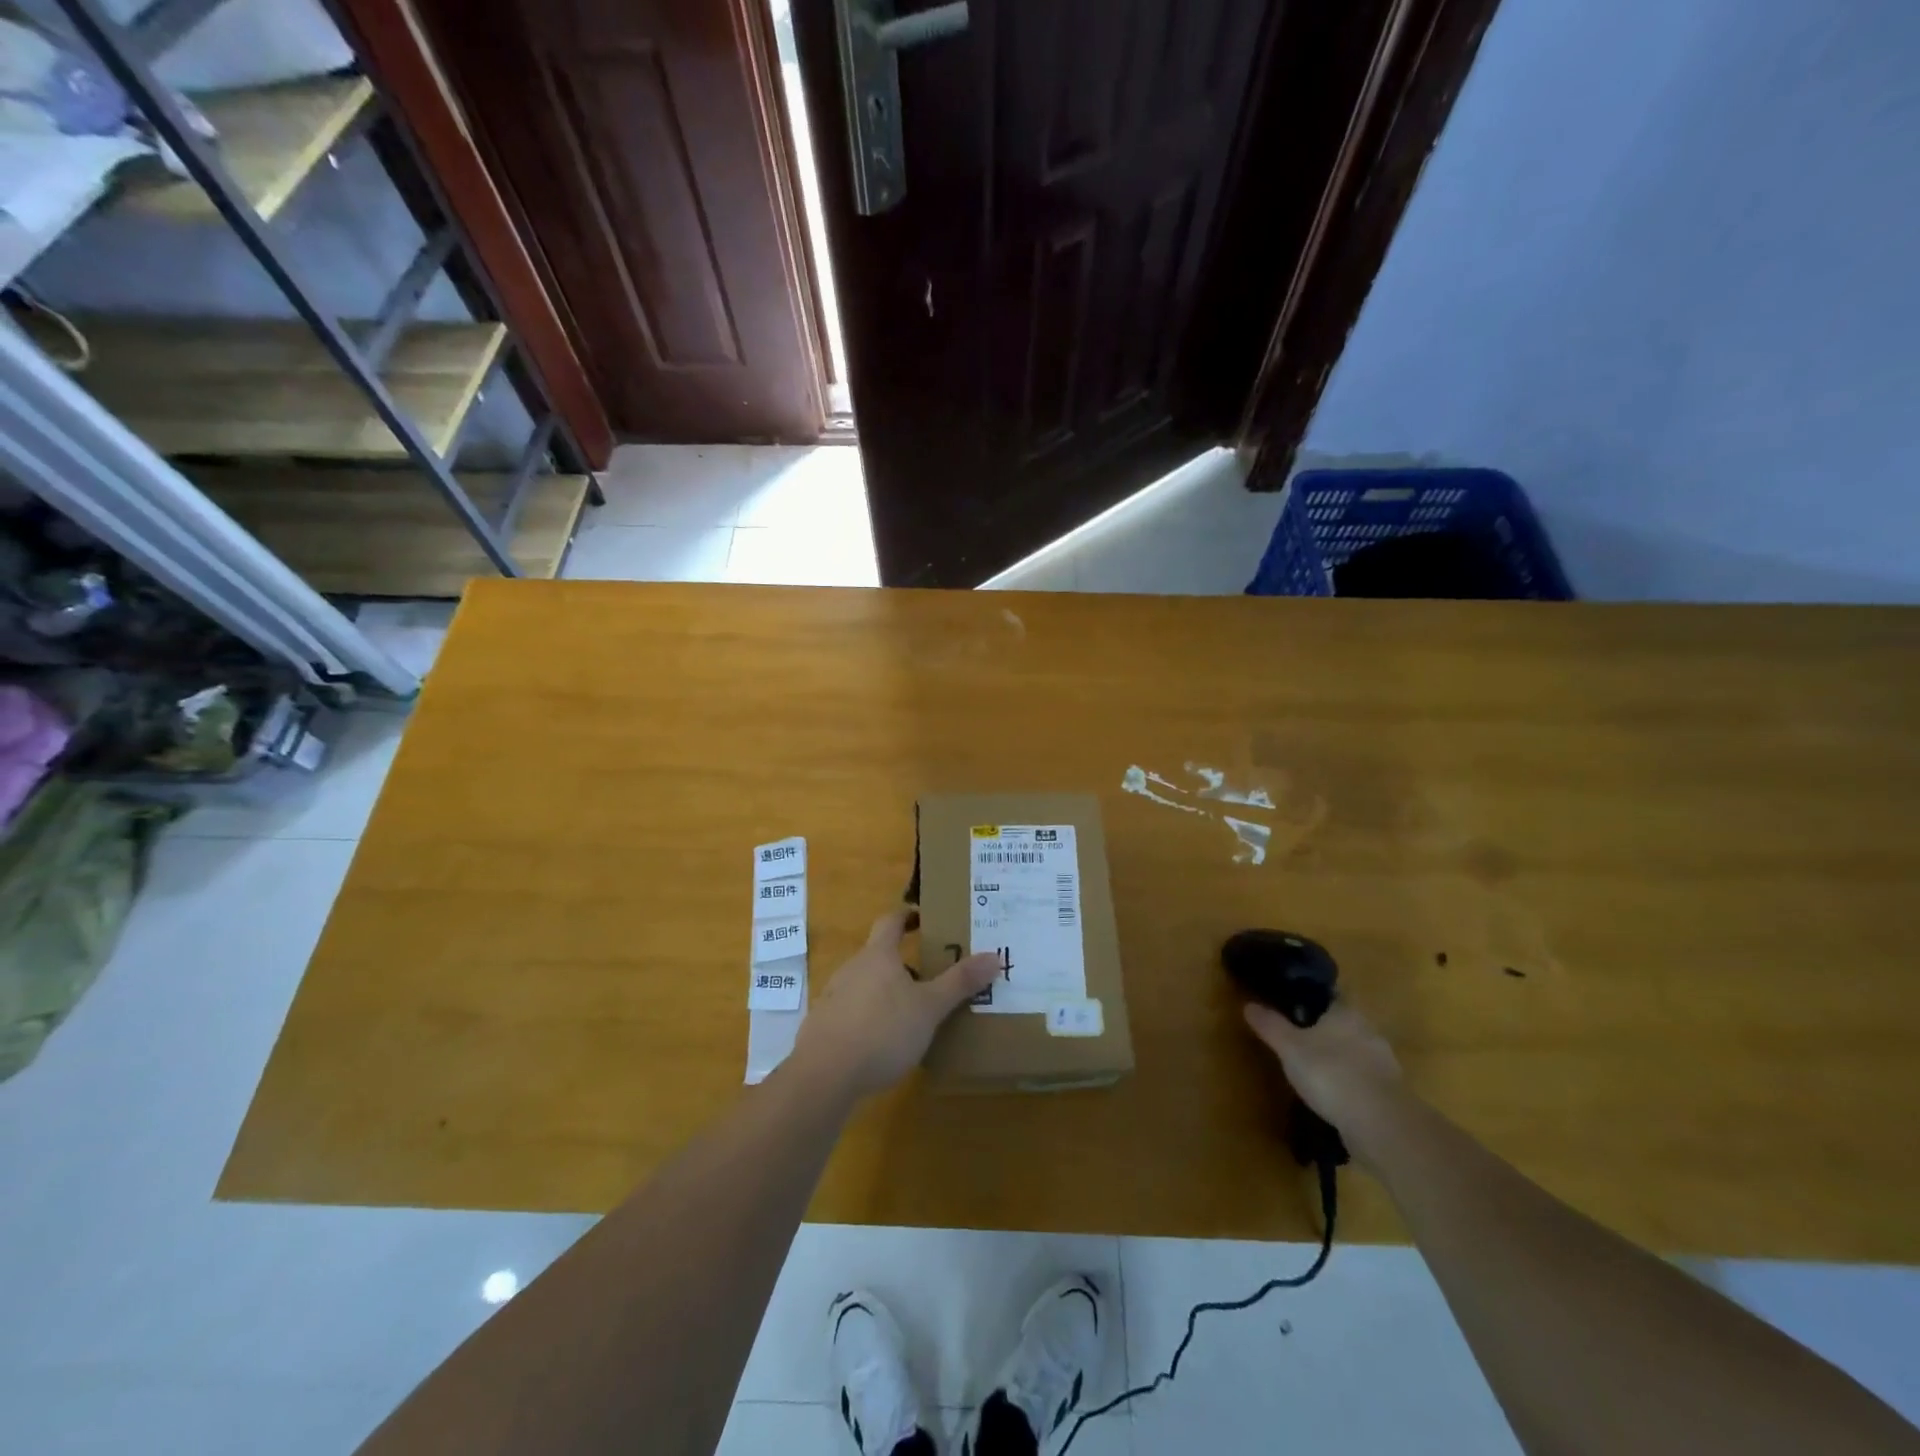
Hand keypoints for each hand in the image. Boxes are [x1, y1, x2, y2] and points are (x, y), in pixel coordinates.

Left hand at [792, 910, 999, 1099]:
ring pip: (865, 984)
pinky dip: (869, 1017)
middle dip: (902, 962)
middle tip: (930, 975)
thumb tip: (994, 956)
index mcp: (878, 955)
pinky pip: (851, 1012)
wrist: (824, 1074)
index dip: (907, 916)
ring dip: (886, 991)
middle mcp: (852, 968)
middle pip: (878, 954)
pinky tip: (883, 1042)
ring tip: (911, 1012)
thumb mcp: (929, 1007)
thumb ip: (960, 983)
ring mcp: (833, 997)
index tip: (923, 917)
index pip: (891, 921)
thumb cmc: (882, 1030)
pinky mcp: (823, 1027)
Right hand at [1243, 996, 1405, 1156]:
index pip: (1331, 994)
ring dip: (1340, 1057)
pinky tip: (1335, 1095)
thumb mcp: (1289, 1047)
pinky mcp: (1391, 1093)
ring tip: (1316, 1068)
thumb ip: (1270, 1025)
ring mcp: (1385, 1063)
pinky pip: (1365, 1078)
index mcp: (1346, 1012)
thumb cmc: (1331, 1073)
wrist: (1381, 1124)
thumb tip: (1249, 1004)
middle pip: (1344, 1022)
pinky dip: (1351, 1083)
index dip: (1313, 996)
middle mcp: (1369, 1031)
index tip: (1295, 1002)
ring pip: (1357, 1051)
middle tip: (1300, 1037)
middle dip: (1326, 1029)